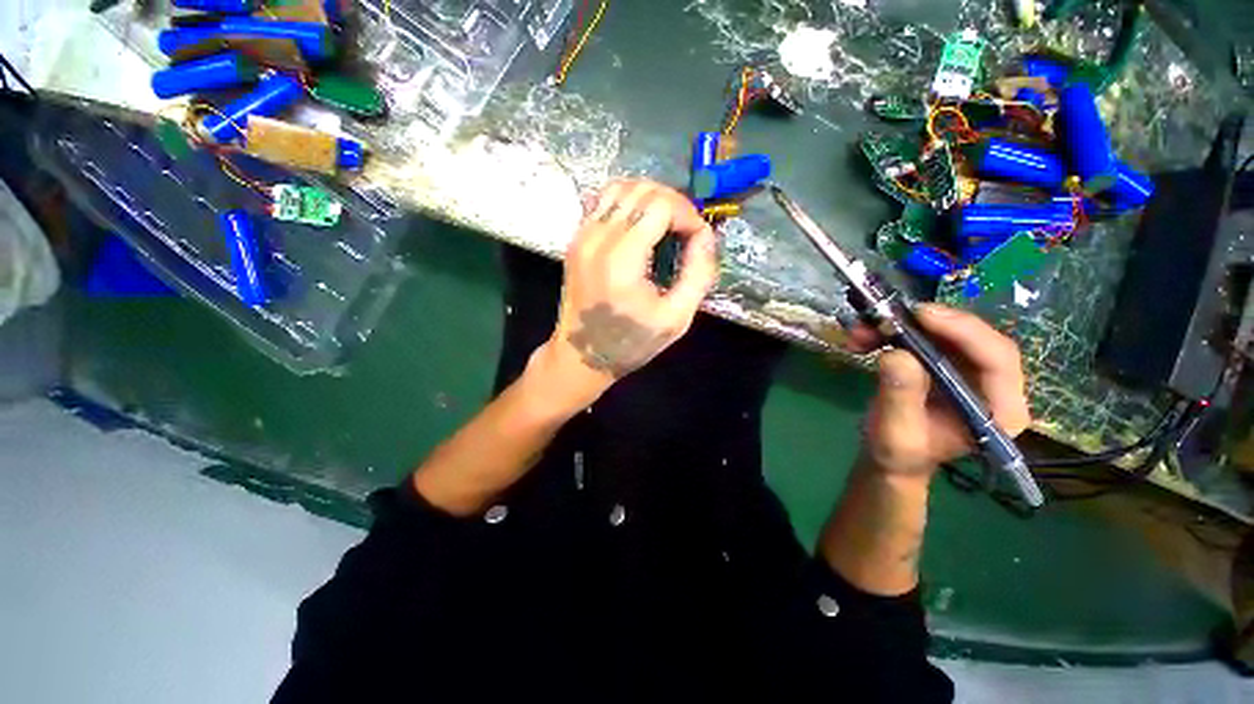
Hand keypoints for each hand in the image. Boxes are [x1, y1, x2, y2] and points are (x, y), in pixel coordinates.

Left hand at [534, 179, 718, 408]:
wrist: (581, 356)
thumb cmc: (630, 343)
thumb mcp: (675, 319)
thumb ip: (698, 274)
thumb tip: (705, 236)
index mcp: (622, 259)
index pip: (660, 204)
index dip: (687, 214)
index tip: (697, 238)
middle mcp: (597, 238)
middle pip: (641, 189)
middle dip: (672, 202)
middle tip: (685, 230)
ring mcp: (582, 236)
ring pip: (619, 187)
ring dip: (649, 197)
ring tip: (665, 223)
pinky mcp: (575, 240)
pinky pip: (601, 201)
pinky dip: (625, 202)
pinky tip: (638, 224)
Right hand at [851, 304, 1031, 478]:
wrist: (892, 458)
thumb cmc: (898, 453)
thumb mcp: (895, 433)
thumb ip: (901, 397)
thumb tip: (897, 354)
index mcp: (999, 411)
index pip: (998, 359)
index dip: (964, 332)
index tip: (921, 316)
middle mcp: (993, 386)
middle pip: (973, 338)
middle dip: (927, 324)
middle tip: (886, 317)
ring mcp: (969, 373)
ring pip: (946, 333)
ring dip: (902, 326)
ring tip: (861, 331)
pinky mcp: (946, 365)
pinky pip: (925, 337)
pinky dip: (894, 333)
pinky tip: (865, 338)